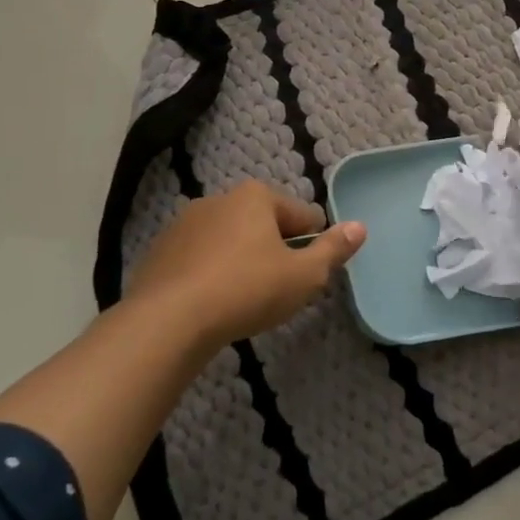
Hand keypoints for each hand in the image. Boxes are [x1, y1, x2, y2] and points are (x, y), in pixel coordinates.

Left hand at [124, 181, 365, 350]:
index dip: (312, 244)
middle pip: (263, 224)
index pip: (302, 215)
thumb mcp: (303, 276)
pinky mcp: (159, 252)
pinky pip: (198, 258)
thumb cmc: (246, 291)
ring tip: (243, 299)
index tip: (306, 274)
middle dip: (274, 250)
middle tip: (277, 289)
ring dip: (240, 260)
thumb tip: (359, 227)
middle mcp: (219, 199)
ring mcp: (184, 224)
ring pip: (229, 240)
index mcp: (256, 196)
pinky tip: (211, 304)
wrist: (167, 323)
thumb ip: (333, 250)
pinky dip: (209, 274)